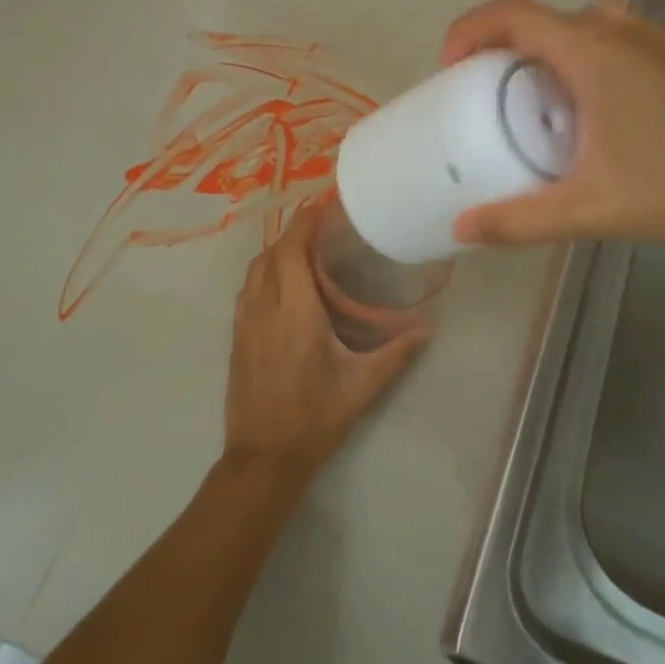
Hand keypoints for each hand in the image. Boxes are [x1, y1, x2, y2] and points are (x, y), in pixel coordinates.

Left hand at [222, 203, 428, 485]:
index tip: (323, 205)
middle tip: (323, 229)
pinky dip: (263, 274)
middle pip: (271, 254)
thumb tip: (428, 329)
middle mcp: (263, 309)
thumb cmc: (314, 418)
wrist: (263, 457)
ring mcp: (244, 323)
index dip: (304, 222)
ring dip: (276, 253)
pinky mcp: (236, 338)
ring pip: (254, 271)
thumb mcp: (362, 386)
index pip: (292, 250)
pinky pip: (247, 291)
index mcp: (294, 312)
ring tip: (305, 252)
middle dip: (293, 234)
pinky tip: (283, 287)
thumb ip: (396, 353)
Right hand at [440, 0, 664, 249]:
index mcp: (592, 52)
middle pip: (544, 18)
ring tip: (541, 101)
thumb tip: (461, 231)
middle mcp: (622, 32)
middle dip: (504, 47)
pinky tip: (600, 115)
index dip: (468, 30)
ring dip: (550, 51)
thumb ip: (521, 221)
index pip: (511, 13)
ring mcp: (660, 42)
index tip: (450, 70)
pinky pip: (618, 41)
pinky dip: (588, 60)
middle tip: (489, 94)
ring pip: (585, 25)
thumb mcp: (592, 209)